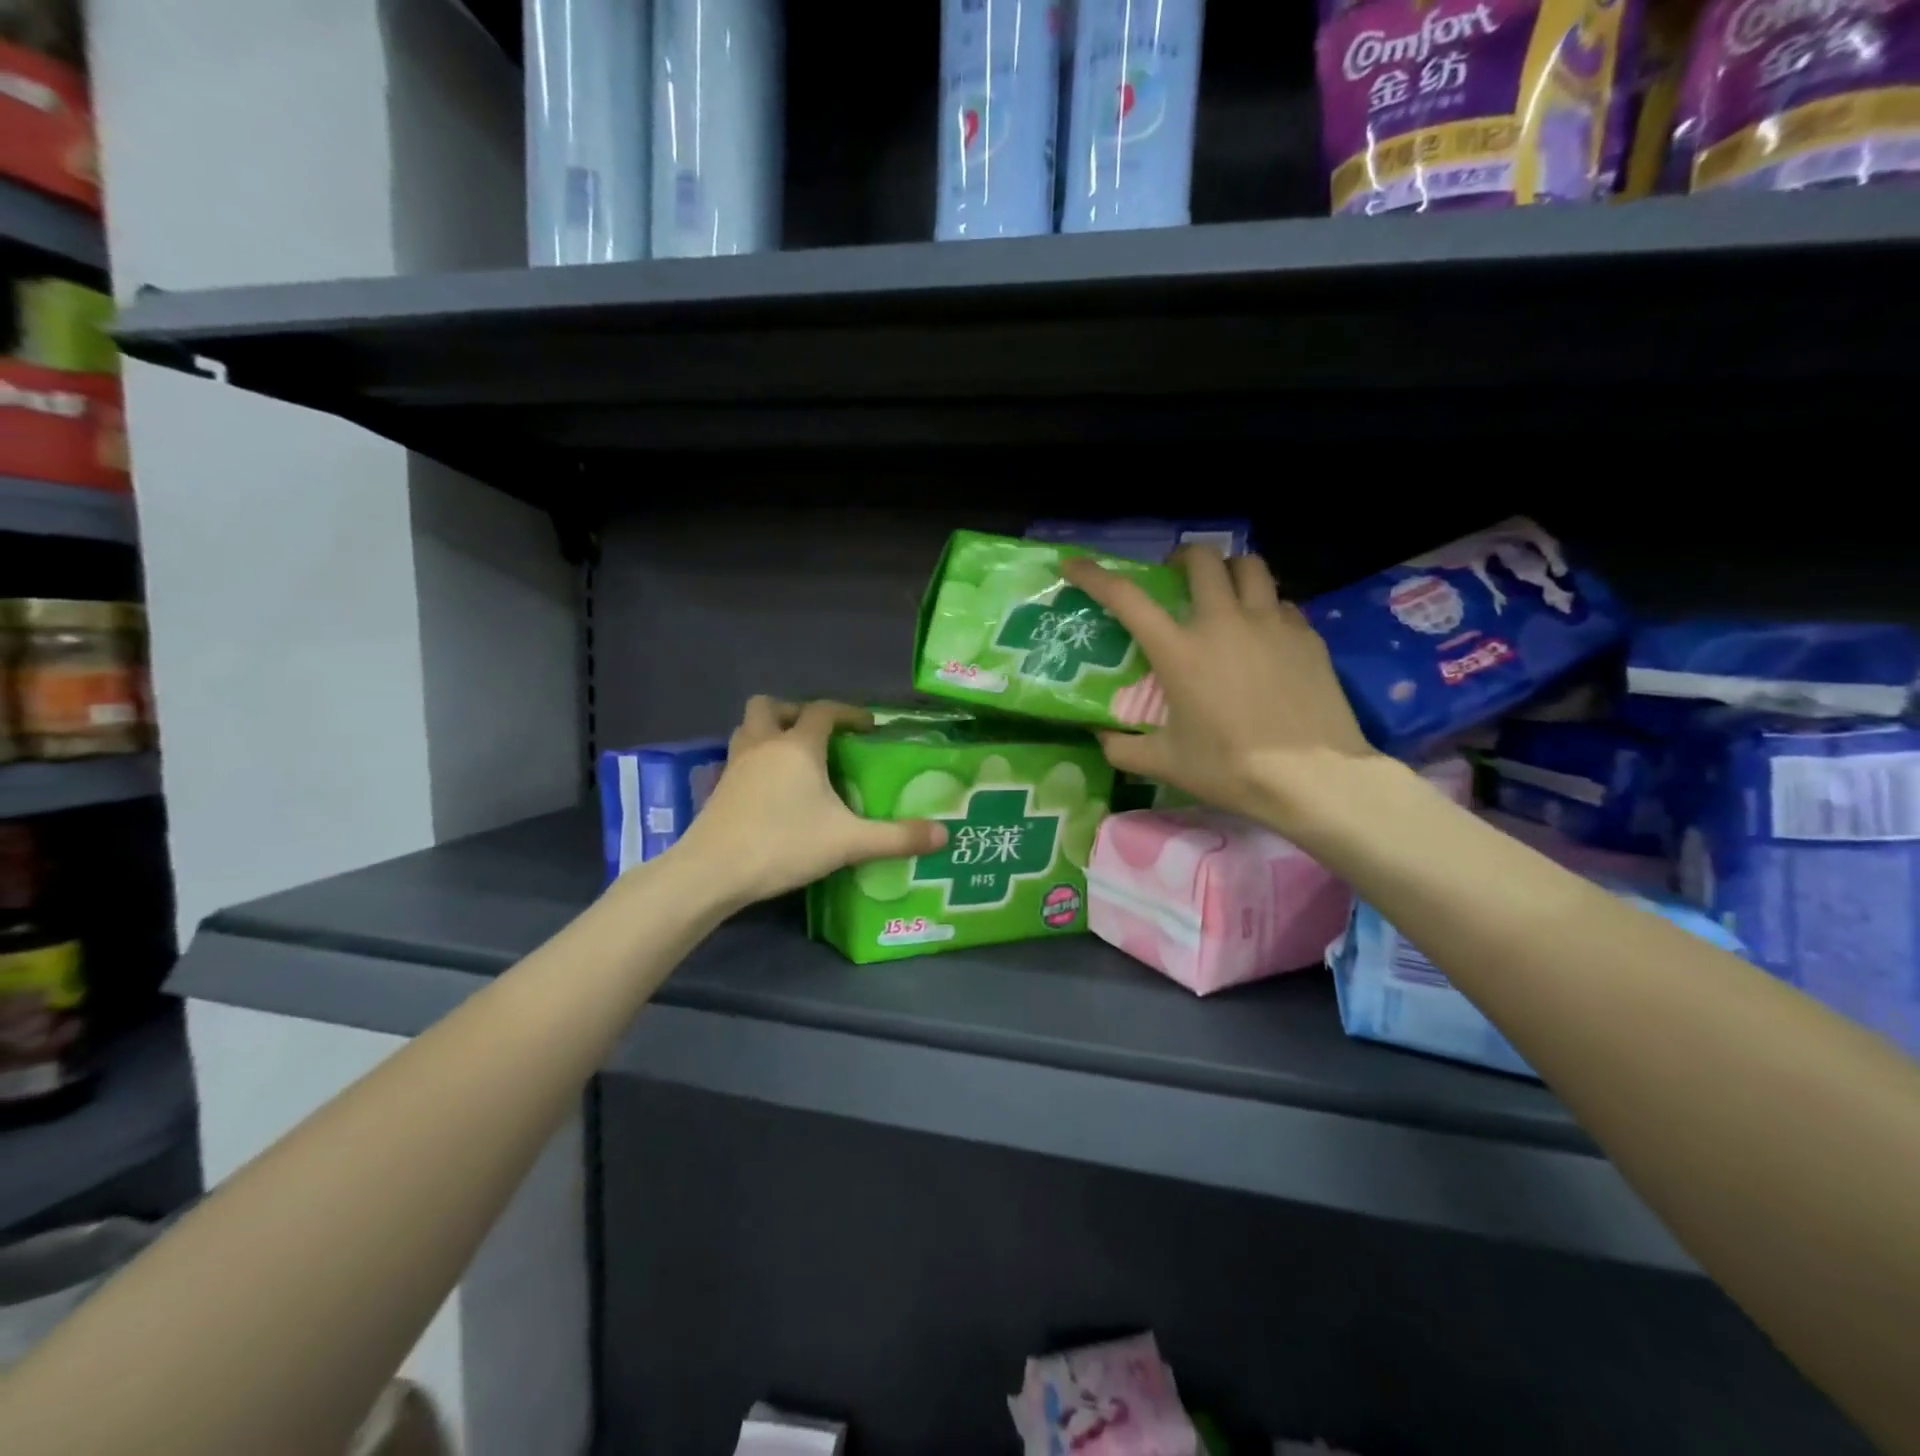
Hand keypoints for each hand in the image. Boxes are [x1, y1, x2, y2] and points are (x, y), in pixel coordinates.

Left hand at [671, 697, 947, 907]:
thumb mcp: (848, 842)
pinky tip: (770, 791)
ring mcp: (735, 766)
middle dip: (795, 712)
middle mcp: (763, 745)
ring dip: (770, 732)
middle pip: (770, 706)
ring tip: (793, 759)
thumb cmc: (783, 844)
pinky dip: (755, 762)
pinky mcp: (718, 789)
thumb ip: (896, 838)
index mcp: (797, 747)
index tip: (868, 727)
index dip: (848, 713)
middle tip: (818, 735)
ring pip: (748, 729)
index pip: (823, 711)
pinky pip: (738, 759)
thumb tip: (944, 835)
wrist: (712, 872)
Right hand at [1061, 547, 1381, 836]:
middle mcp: (1223, 622)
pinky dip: (1264, 607)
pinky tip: (1263, 635)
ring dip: (1228, 571)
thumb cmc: (1232, 768)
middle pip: (1201, 560)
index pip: (1126, 598)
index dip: (1094, 575)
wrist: (1314, 778)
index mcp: (1180, 651)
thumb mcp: (1166, 764)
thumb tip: (1100, 737)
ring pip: (1249, 566)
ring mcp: (1270, 623)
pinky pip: (1280, 602)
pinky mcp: (1306, 635)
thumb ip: (1122, 748)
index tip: (1073, 565)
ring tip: (1223, 592)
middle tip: (1175, 579)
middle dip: (1181, 559)